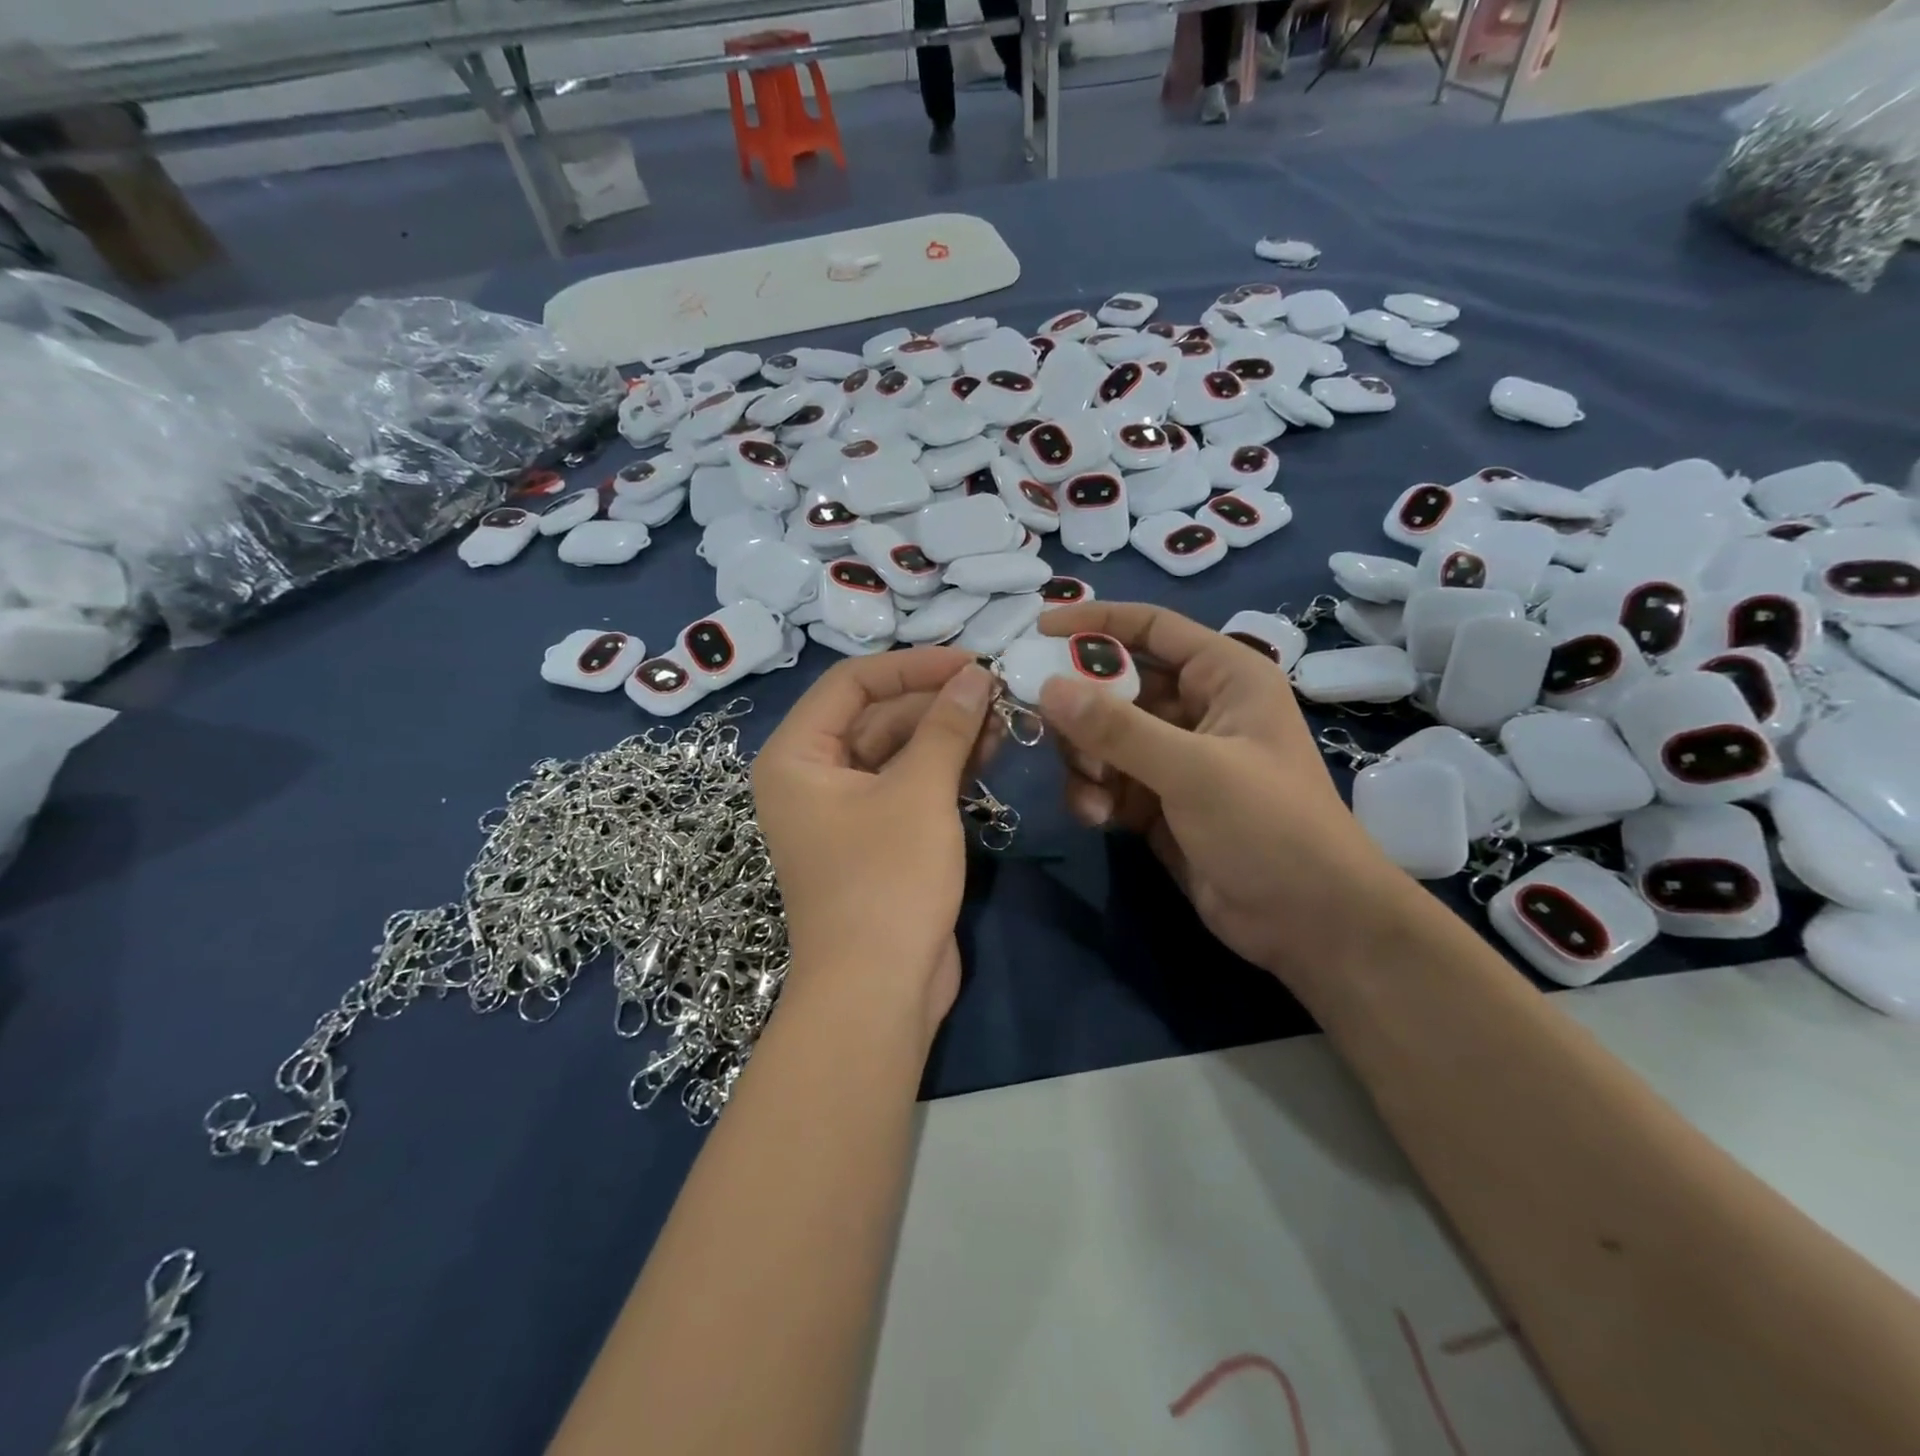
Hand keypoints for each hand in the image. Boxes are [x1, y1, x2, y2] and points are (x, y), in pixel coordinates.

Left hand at [753, 648, 998, 1029]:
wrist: (879, 991)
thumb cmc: (886, 880)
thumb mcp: (919, 793)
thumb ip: (947, 726)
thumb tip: (976, 676)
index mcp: (797, 756)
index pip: (852, 684)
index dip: (912, 666)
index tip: (970, 662)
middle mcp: (812, 777)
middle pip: (876, 716)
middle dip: (935, 702)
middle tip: (996, 691)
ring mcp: (844, 810)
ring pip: (897, 751)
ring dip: (945, 733)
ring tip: (1002, 717)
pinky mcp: (875, 838)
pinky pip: (906, 785)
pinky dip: (943, 768)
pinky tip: (988, 751)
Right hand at [1036, 602, 1413, 989]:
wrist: (1308, 922)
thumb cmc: (1269, 827)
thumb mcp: (1193, 770)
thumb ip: (1118, 728)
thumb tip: (1048, 687)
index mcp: (1224, 676)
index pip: (1151, 628)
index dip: (1095, 623)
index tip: (1039, 629)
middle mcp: (1198, 708)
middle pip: (1117, 685)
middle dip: (1082, 709)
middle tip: (1048, 729)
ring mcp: (1176, 758)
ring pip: (1104, 737)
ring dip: (1085, 761)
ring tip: (1092, 794)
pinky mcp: (1158, 801)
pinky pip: (1107, 779)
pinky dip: (1094, 794)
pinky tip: (1098, 818)